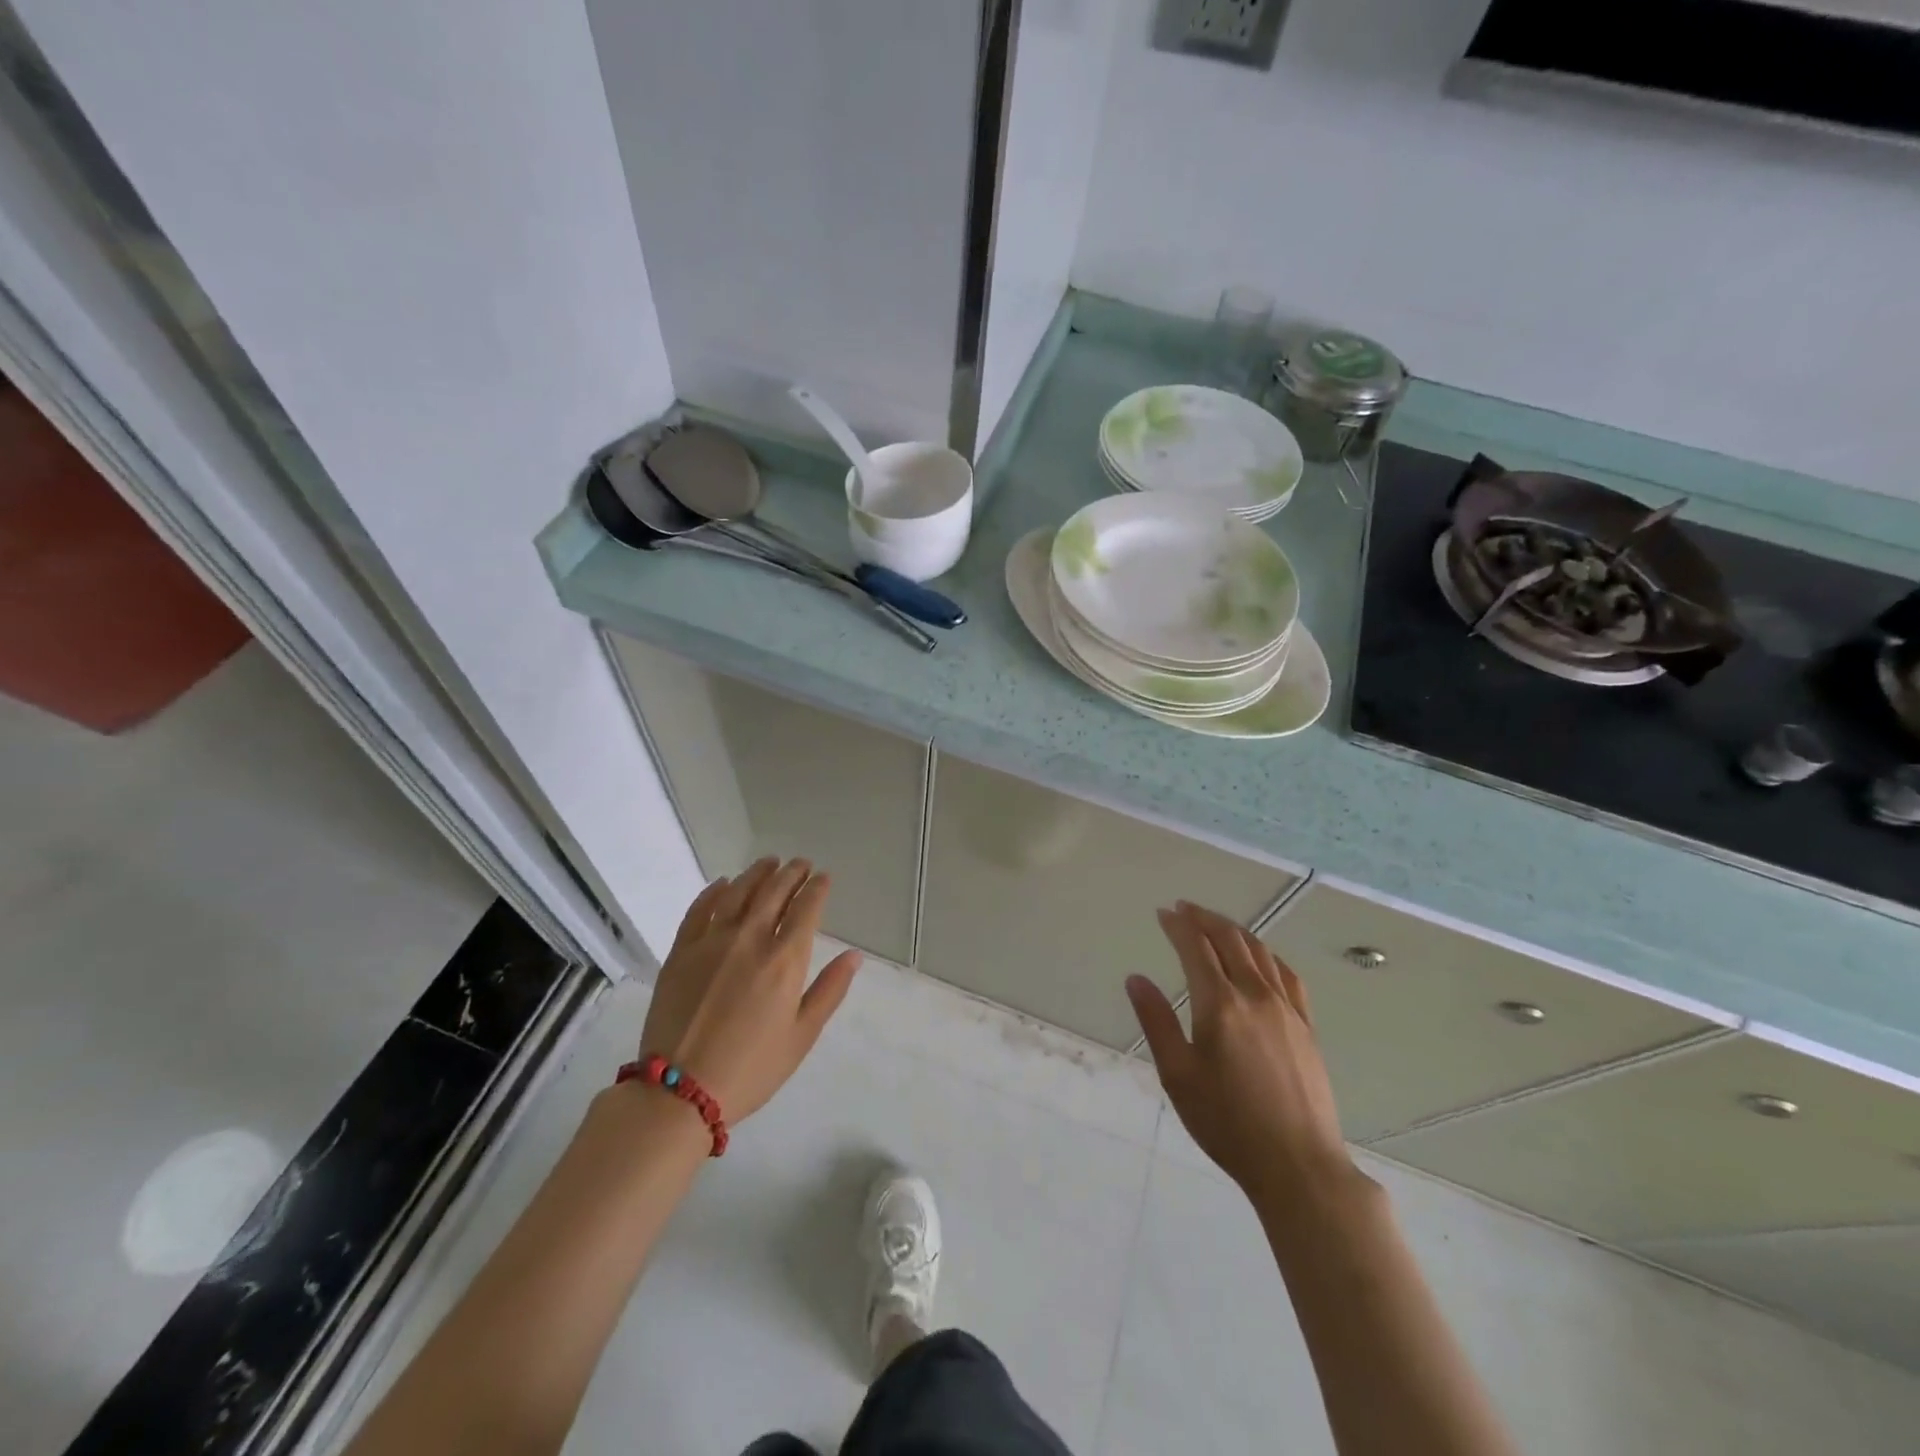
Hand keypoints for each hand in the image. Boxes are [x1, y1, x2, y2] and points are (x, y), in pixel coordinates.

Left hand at [638, 857, 861, 1123]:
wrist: (679, 1091)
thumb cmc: (751, 1068)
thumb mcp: (802, 1035)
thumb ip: (830, 990)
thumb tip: (854, 955)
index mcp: (785, 960)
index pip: (806, 908)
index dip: (817, 888)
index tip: (824, 877)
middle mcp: (750, 939)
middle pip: (774, 892)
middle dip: (791, 873)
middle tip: (800, 863)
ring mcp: (711, 941)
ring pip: (738, 892)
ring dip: (757, 873)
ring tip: (769, 863)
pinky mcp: (681, 951)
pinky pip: (699, 909)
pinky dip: (714, 891)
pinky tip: (723, 884)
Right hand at [1128, 902, 1356, 1205]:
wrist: (1298, 1165)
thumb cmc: (1227, 1123)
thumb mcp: (1178, 1075)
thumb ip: (1156, 1021)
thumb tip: (1136, 978)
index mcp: (1220, 1004)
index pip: (1196, 948)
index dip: (1178, 926)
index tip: (1163, 913)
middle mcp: (1255, 995)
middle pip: (1230, 939)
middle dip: (1205, 918)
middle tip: (1184, 909)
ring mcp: (1286, 1009)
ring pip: (1259, 952)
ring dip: (1234, 930)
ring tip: (1215, 924)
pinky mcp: (1306, 1026)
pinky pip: (1287, 975)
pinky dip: (1267, 955)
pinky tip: (1261, 958)